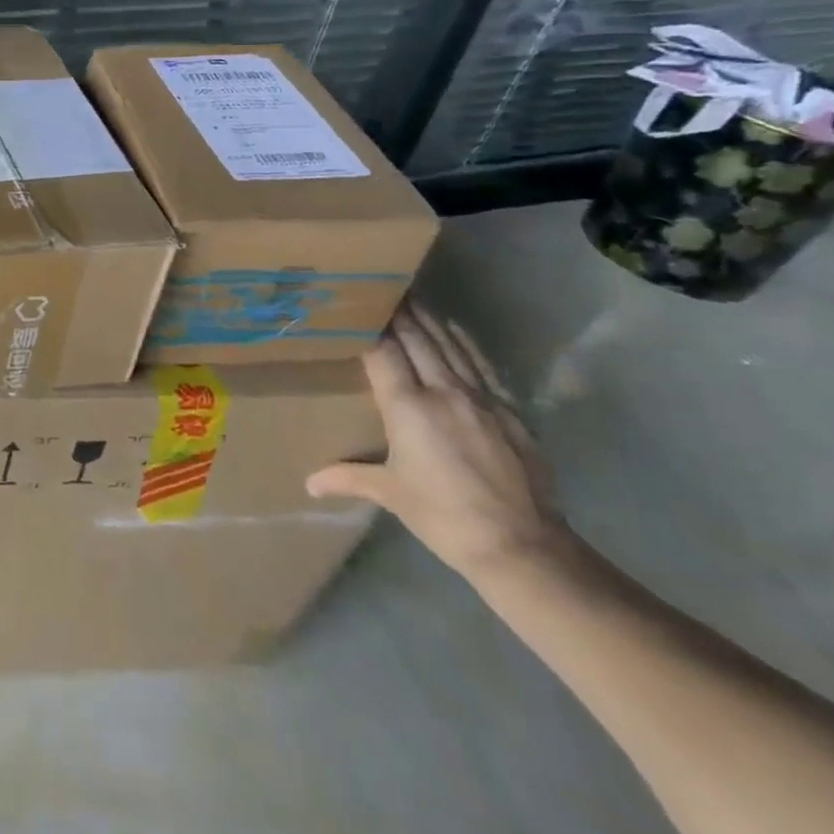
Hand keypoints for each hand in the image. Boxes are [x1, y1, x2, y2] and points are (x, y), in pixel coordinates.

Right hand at [306, 302, 565, 578]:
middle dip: (397, 313)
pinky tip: (453, 331)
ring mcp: (481, 399)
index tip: (354, 303)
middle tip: (379, 287)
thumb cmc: (444, 516)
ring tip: (411, 297)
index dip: (368, 325)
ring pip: (449, 346)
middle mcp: (443, 392)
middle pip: (417, 339)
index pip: (382, 351)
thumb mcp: (390, 493)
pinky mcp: (509, 411)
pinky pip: (479, 365)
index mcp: (407, 407)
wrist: (524, 547)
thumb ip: (347, 477)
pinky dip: (462, 343)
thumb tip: (309, 484)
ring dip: (428, 320)